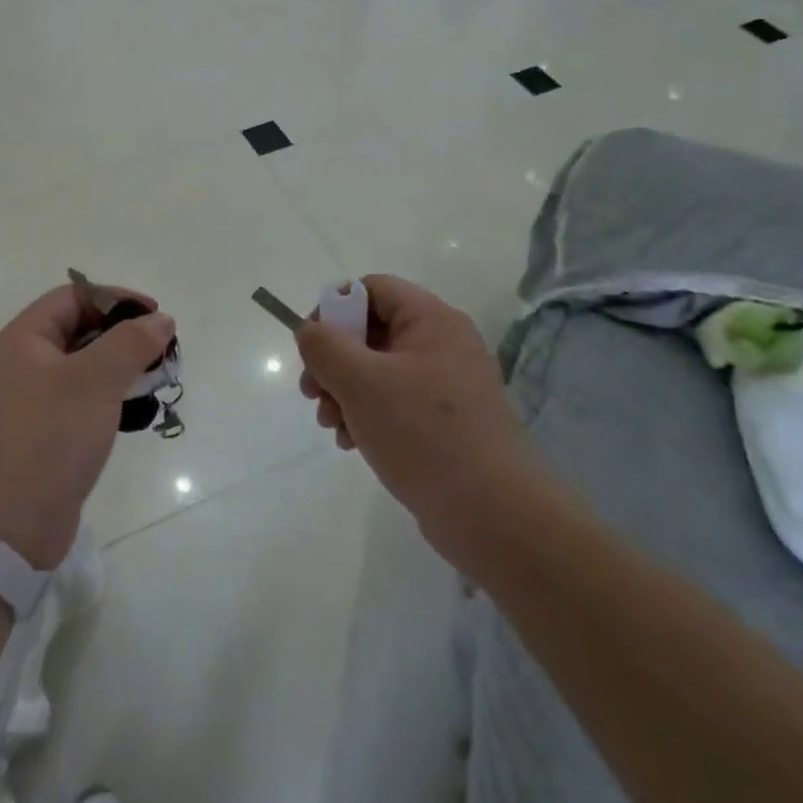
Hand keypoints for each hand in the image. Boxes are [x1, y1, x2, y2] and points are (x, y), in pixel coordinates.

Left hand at [0, 284, 174, 567]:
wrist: (6, 526)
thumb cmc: (49, 438)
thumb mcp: (95, 381)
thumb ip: (130, 343)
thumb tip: (160, 319)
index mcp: (23, 340)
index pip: (73, 297)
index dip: (116, 299)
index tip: (155, 317)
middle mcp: (22, 364)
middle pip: (78, 330)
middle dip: (122, 335)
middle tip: (161, 352)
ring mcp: (29, 402)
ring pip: (82, 368)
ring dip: (119, 368)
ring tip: (154, 382)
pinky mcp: (42, 435)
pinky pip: (79, 402)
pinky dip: (107, 398)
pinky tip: (133, 414)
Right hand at [296, 275, 537, 563]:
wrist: (492, 514)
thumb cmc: (423, 434)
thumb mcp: (361, 382)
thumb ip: (325, 346)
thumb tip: (310, 331)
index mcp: (432, 321)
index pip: (373, 288)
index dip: (334, 308)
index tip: (311, 347)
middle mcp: (443, 344)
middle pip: (371, 331)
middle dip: (333, 360)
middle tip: (312, 393)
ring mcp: (447, 385)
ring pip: (378, 370)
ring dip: (344, 392)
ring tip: (332, 426)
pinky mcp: (446, 422)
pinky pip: (395, 402)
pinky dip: (366, 415)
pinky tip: (352, 443)